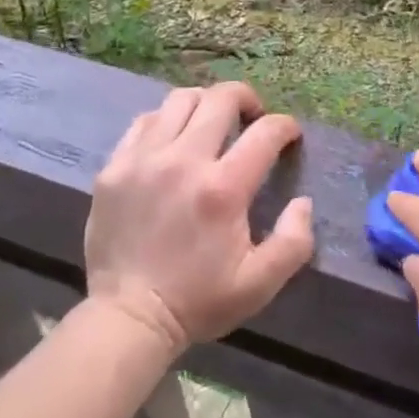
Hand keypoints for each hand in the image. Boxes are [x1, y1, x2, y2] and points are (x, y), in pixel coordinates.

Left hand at [86, 82, 314, 355]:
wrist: (127, 319)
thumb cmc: (197, 301)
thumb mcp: (259, 284)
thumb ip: (293, 241)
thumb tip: (303, 201)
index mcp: (223, 188)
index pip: (266, 131)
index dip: (285, 126)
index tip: (289, 136)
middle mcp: (184, 161)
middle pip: (221, 98)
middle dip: (246, 99)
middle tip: (252, 117)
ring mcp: (144, 159)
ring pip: (180, 99)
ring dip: (205, 104)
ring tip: (211, 123)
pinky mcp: (114, 166)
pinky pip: (144, 121)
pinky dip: (165, 121)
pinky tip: (173, 140)